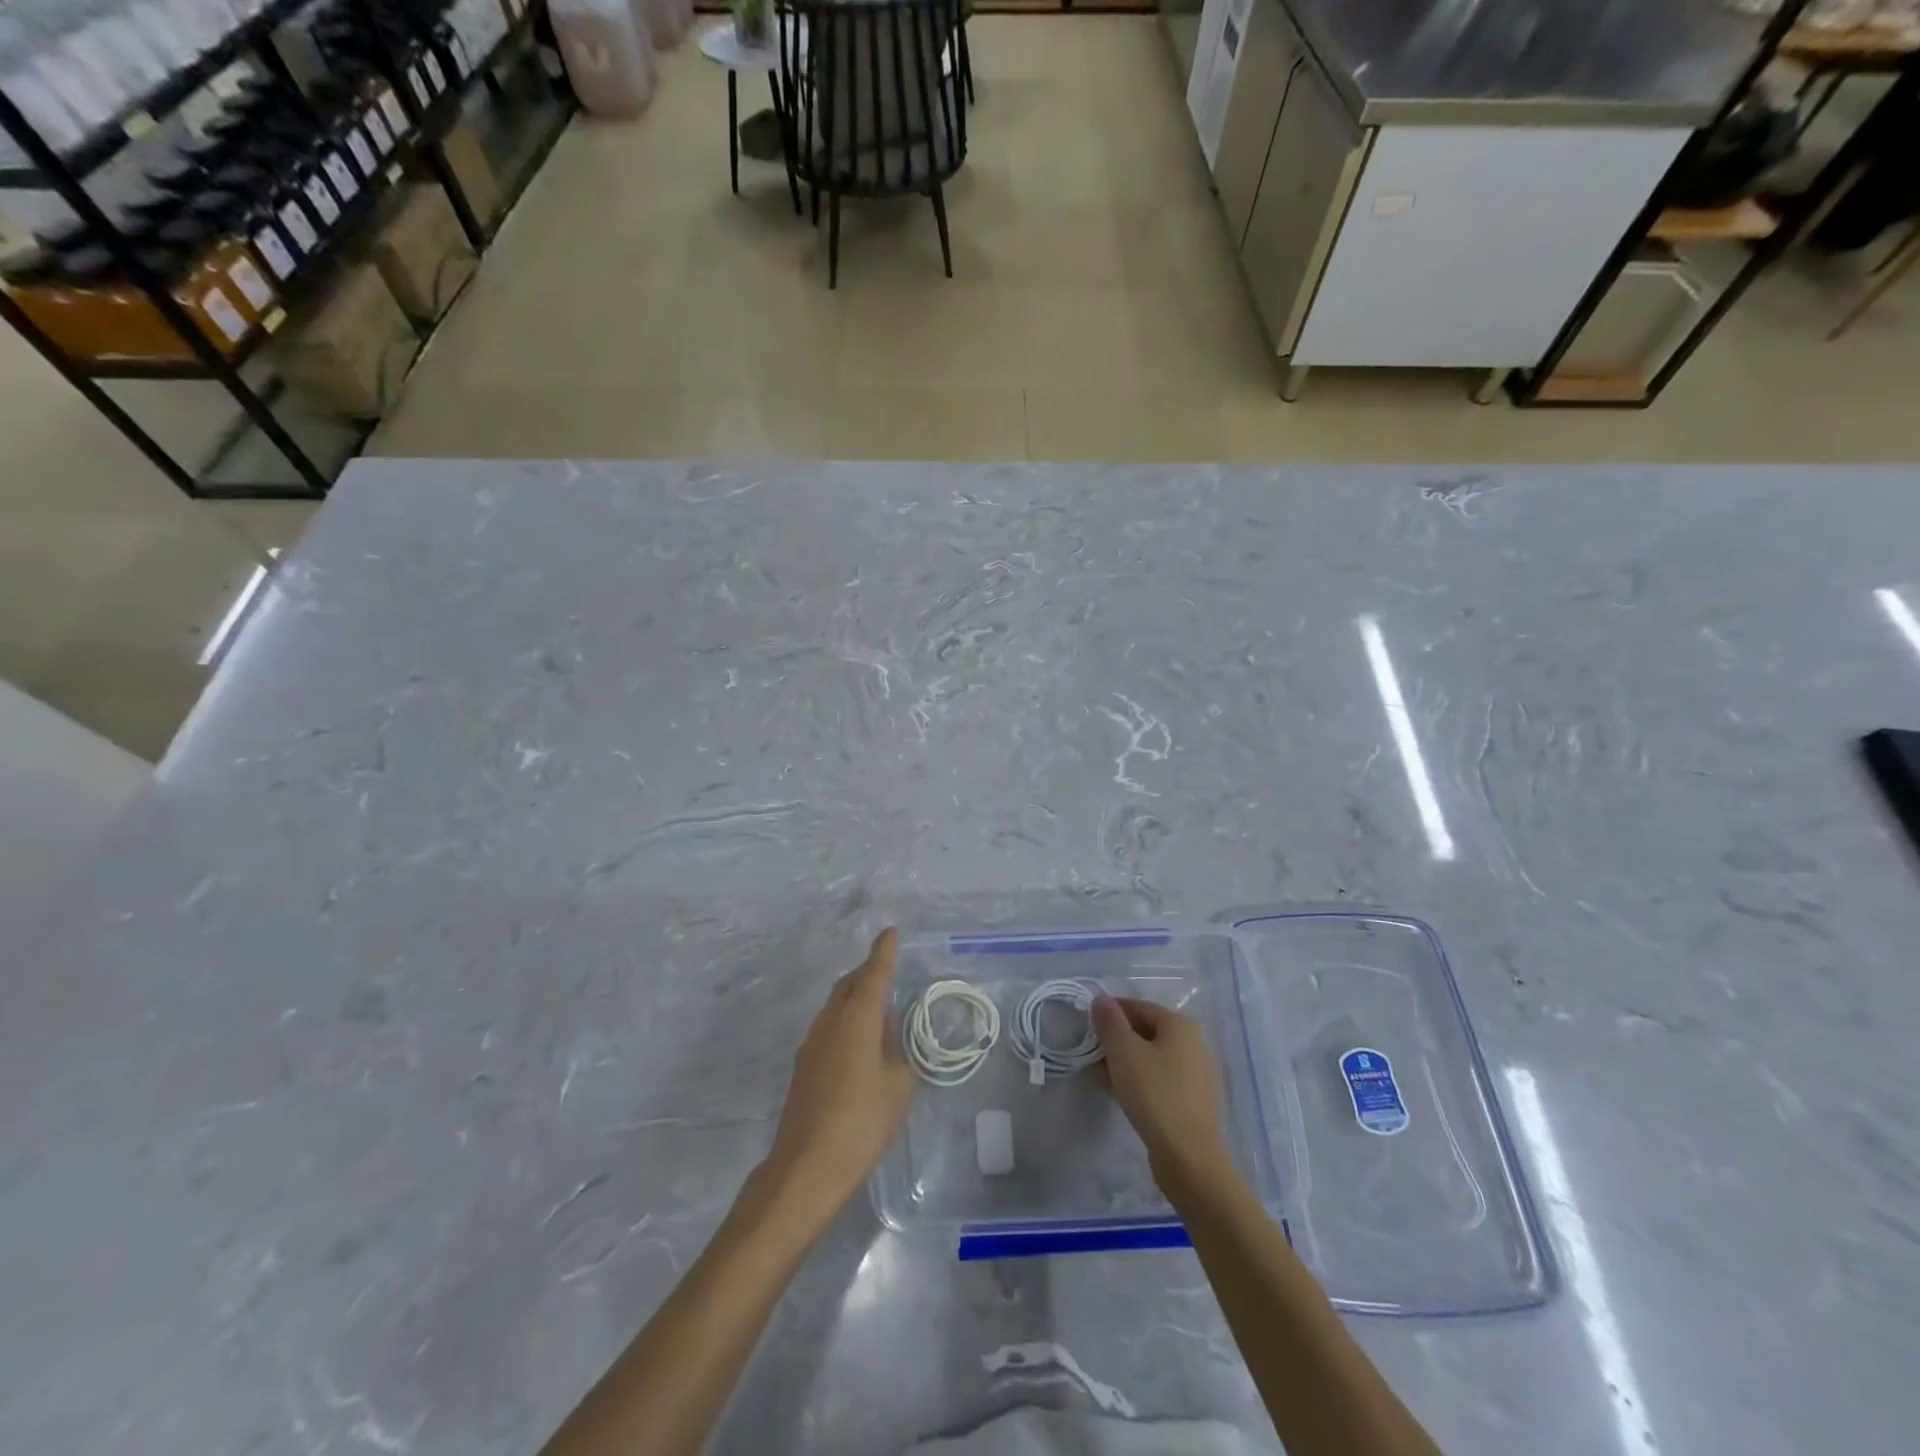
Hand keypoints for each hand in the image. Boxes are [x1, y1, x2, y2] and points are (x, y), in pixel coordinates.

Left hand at [760, 929, 915, 1226]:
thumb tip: (895, 1038)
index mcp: (858, 1018)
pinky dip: (847, 1022)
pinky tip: (860, 1046)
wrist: (806, 1167)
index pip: (874, 973)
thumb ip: (902, 1055)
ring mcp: (812, 1043)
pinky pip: (829, 1027)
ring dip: (856, 999)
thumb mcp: (898, 1087)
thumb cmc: (862, 1121)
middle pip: (849, 984)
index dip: (884, 952)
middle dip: (869, 973)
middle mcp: (831, 1021)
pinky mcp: (803, 1066)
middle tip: (890, 973)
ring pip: (836, 1005)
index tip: (891, 932)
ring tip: (880, 1012)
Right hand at [1093, 996, 1234, 1195]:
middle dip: (1115, 1040)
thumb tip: (1102, 1000)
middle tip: (1090, 1053)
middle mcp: (1193, 1045)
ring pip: (1150, 1058)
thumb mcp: (1123, 1052)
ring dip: (1123, 1062)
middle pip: (1146, 1031)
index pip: (1139, 1006)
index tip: (1087, 1025)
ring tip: (1098, 1076)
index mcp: (1181, 1026)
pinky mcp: (1190, 1102)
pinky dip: (1137, 1080)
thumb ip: (1109, 1021)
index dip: (1110, 1012)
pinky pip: (1158, 1080)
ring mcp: (1194, 1075)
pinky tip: (1117, 1093)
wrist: (1189, 1158)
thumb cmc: (1154, 1094)